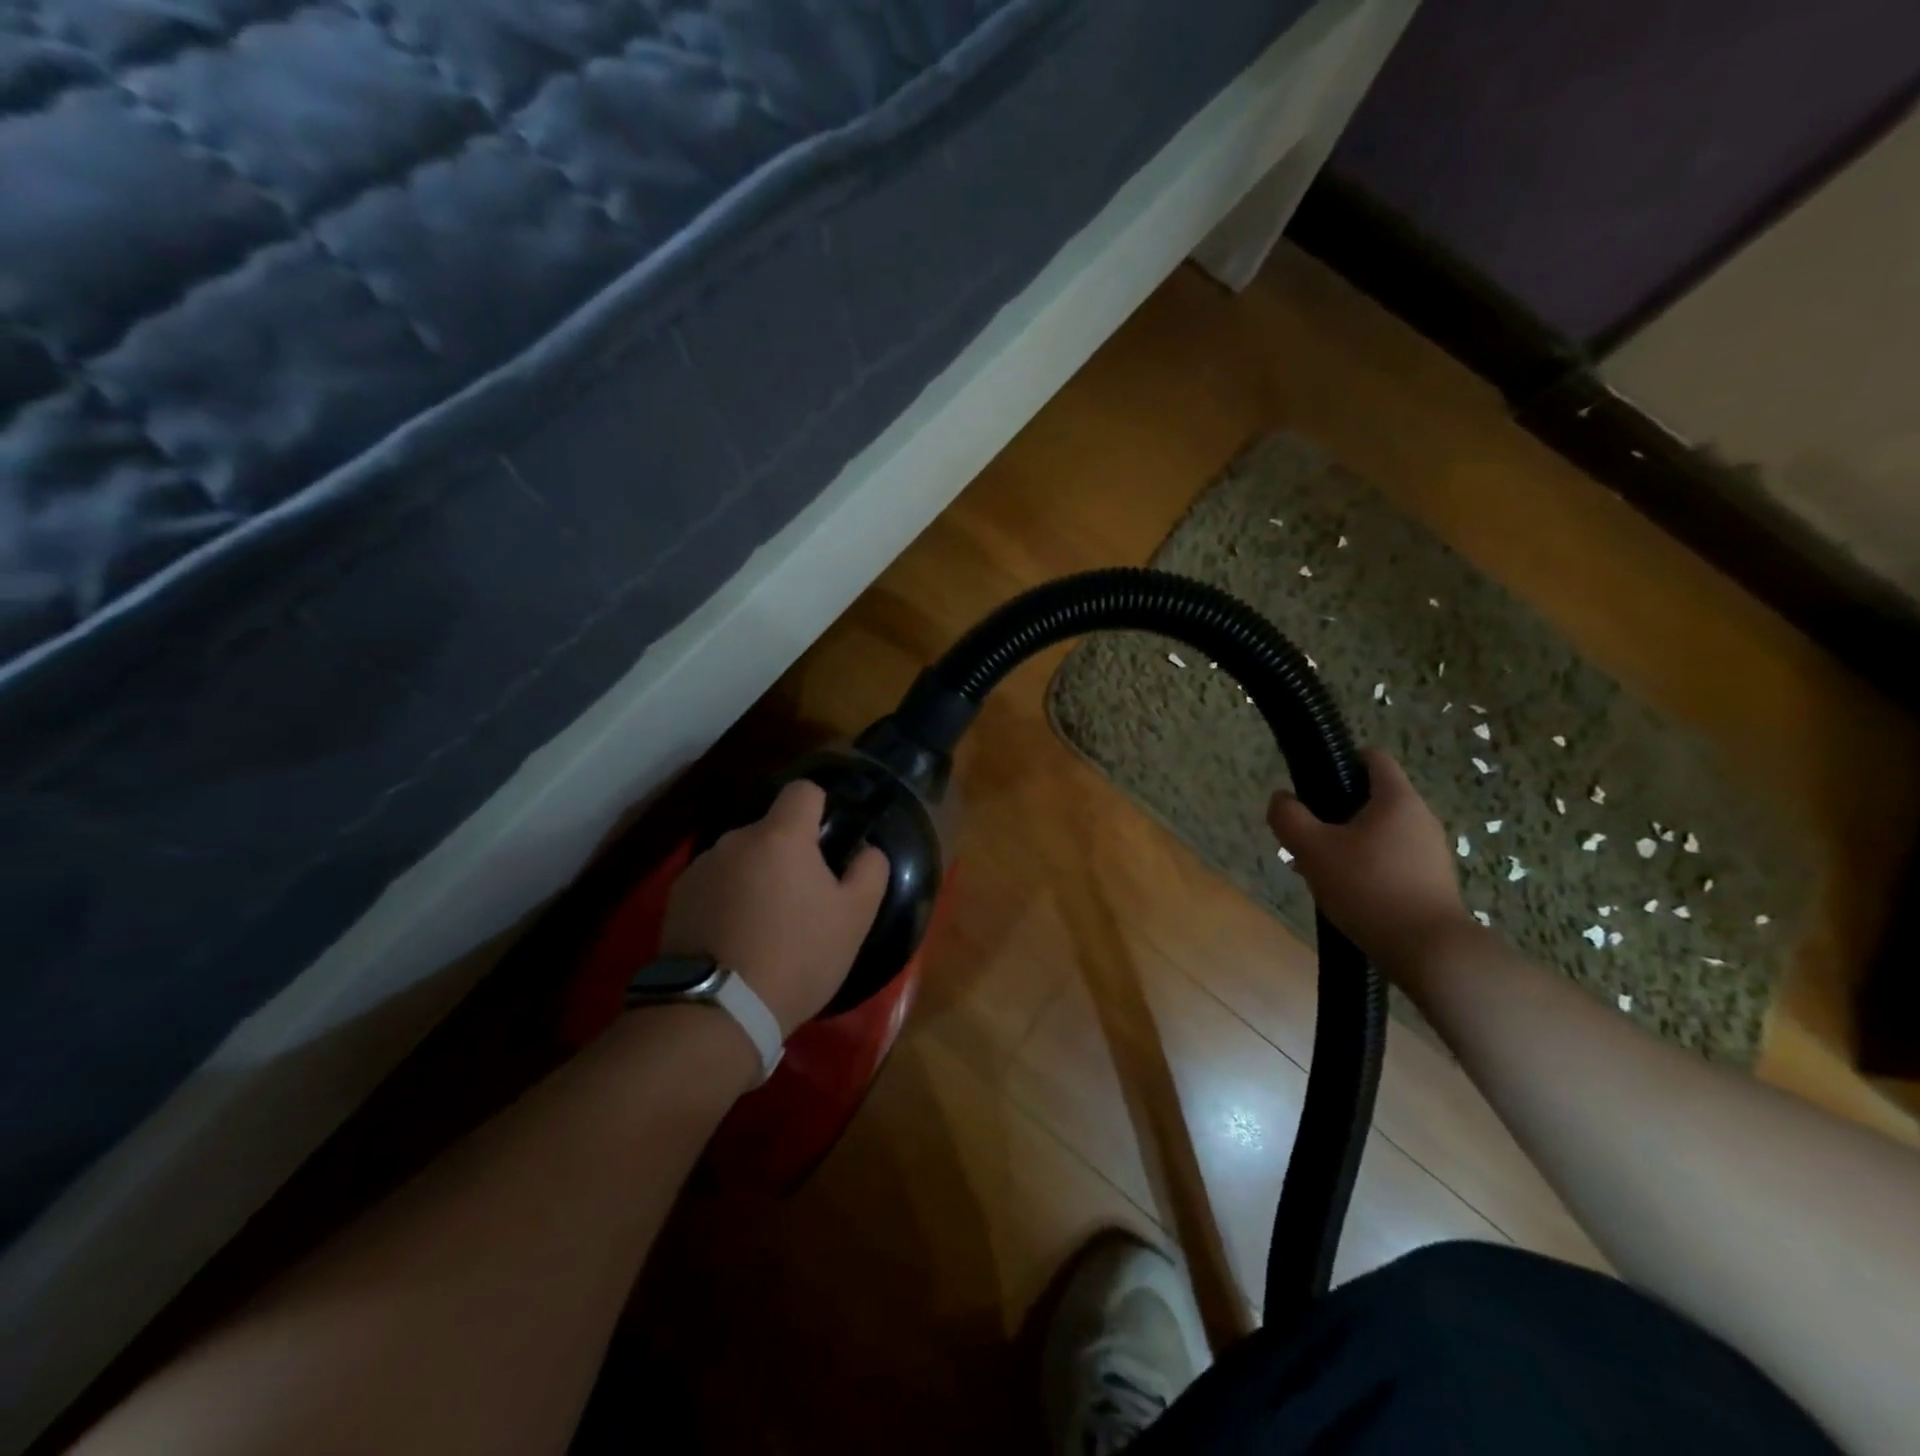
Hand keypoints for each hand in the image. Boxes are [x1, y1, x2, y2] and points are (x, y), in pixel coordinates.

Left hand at [661, 780, 890, 1036]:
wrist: (718, 1010)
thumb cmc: (798, 957)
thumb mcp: (855, 919)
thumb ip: (870, 871)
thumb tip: (866, 850)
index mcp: (781, 836)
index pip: (803, 791)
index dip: (820, 807)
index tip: (827, 841)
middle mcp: (736, 839)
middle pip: (771, 830)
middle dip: (788, 854)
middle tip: (803, 900)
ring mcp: (701, 868)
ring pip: (741, 858)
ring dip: (755, 877)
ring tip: (764, 927)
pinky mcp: (676, 898)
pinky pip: (713, 884)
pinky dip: (726, 900)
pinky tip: (733, 940)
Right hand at [1267, 749, 1473, 972]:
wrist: (1428, 950)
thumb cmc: (1368, 887)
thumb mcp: (1312, 849)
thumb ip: (1289, 817)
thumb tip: (1281, 798)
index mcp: (1396, 799)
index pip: (1372, 757)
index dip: (1341, 762)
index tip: (1314, 784)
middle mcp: (1421, 817)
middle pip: (1373, 798)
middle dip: (1336, 812)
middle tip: (1308, 836)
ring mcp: (1431, 851)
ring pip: (1380, 832)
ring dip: (1350, 843)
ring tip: (1322, 870)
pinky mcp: (1433, 881)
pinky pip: (1392, 860)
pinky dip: (1368, 867)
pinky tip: (1347, 893)